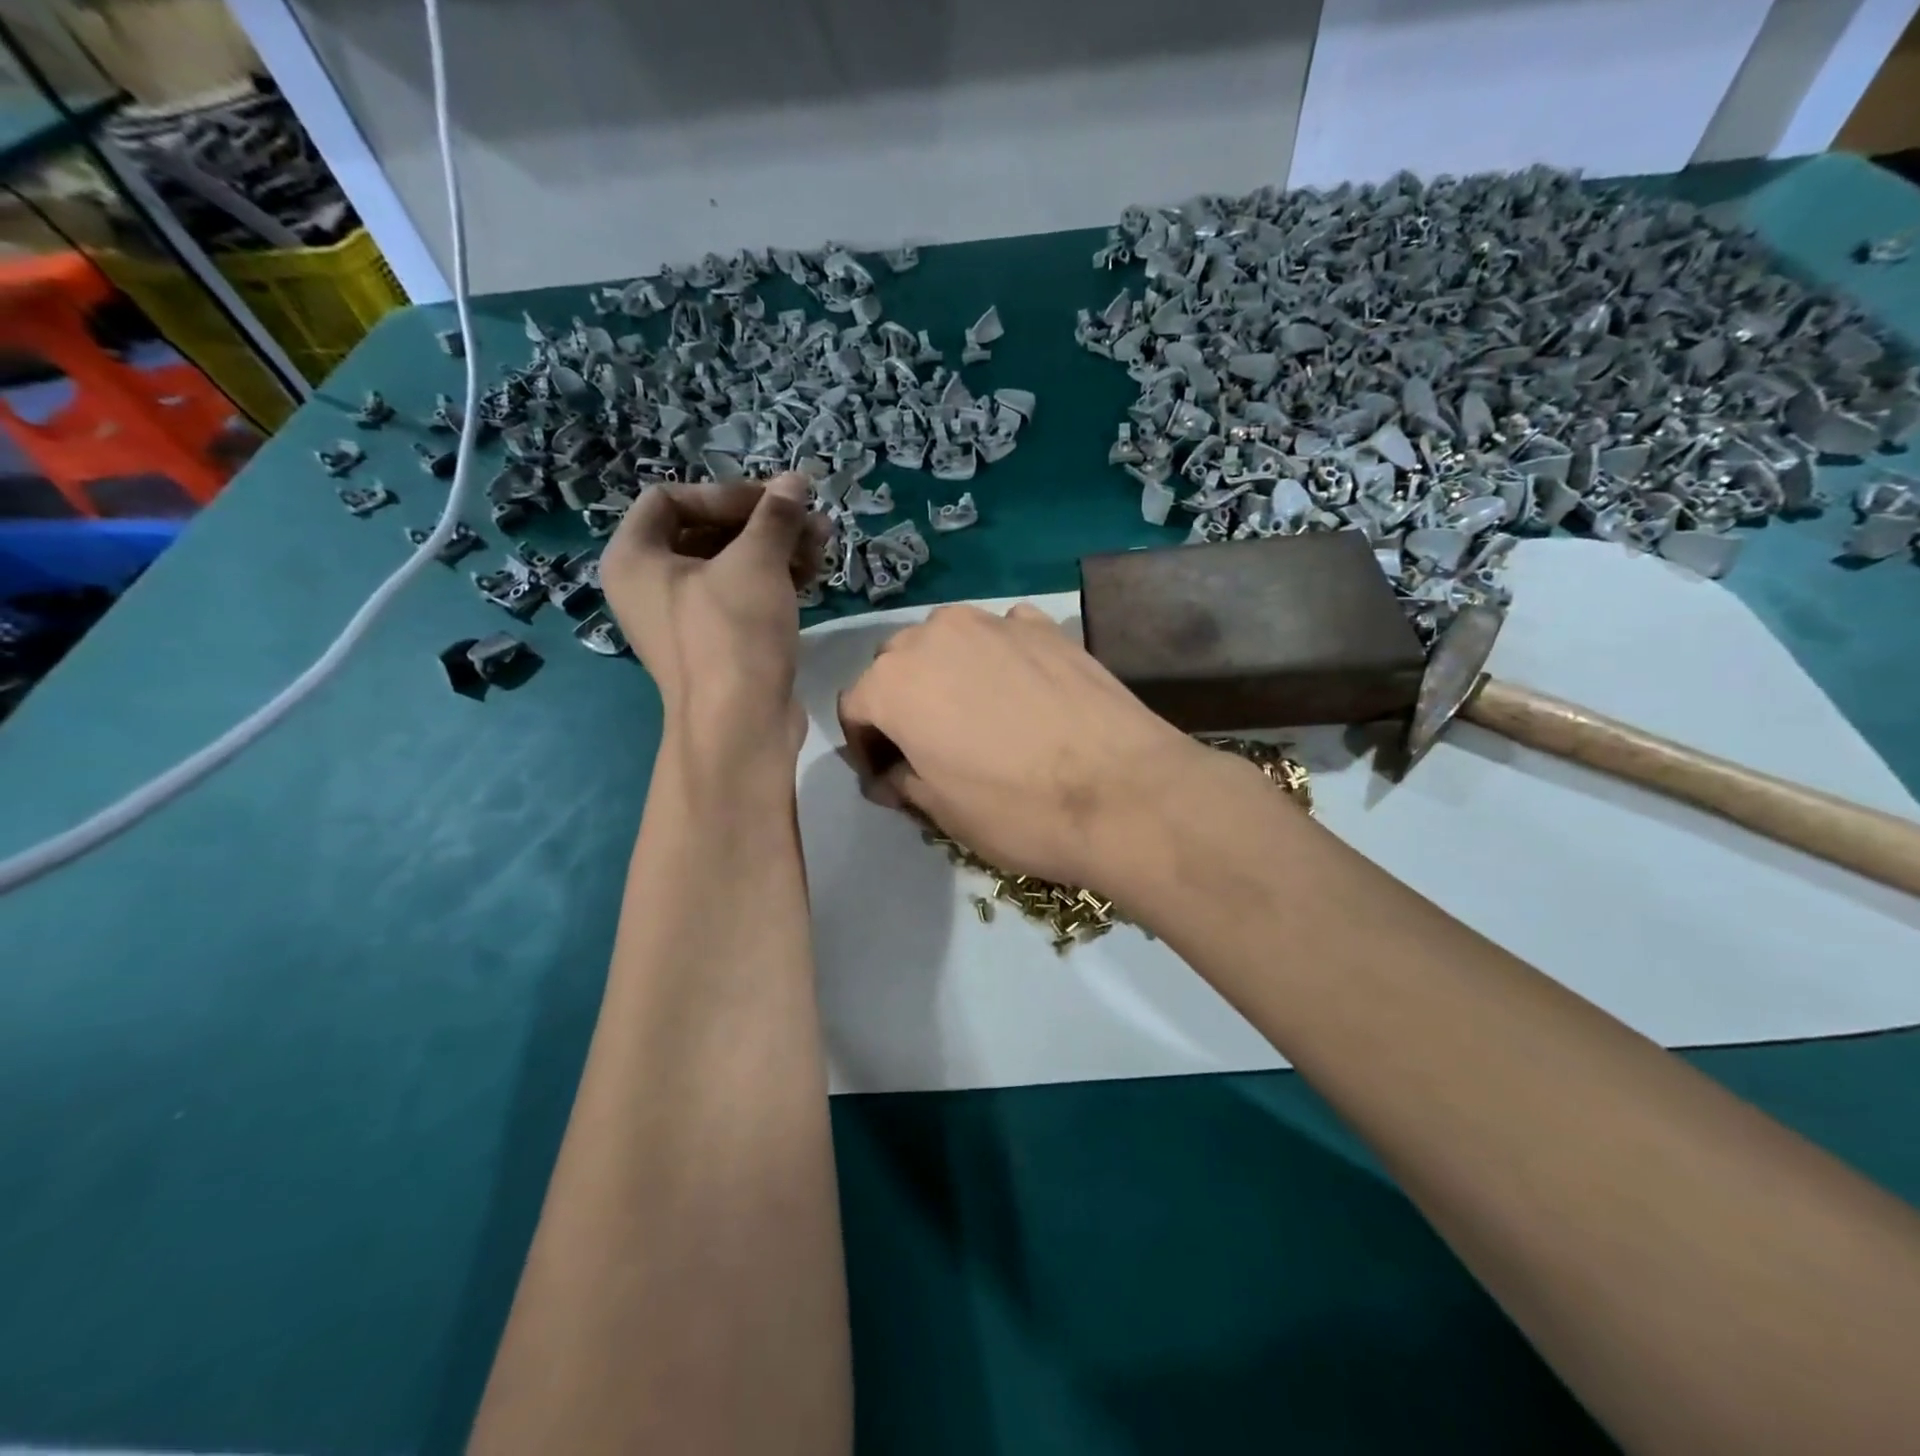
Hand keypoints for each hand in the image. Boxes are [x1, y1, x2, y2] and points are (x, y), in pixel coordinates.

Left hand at [601, 473, 825, 755]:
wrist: (740, 725)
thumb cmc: (733, 632)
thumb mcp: (756, 562)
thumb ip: (775, 515)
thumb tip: (796, 480)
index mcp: (634, 558)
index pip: (670, 498)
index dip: (724, 492)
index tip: (772, 503)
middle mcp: (649, 586)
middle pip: (705, 531)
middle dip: (761, 522)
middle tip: (809, 519)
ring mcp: (683, 619)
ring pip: (730, 565)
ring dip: (775, 549)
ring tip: (822, 543)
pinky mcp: (716, 644)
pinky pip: (740, 597)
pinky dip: (773, 581)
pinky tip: (812, 574)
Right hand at [837, 603, 1210, 890]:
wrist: (1123, 792)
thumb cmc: (1017, 809)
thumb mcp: (941, 810)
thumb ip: (903, 780)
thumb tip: (893, 773)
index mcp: (893, 683)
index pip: (854, 707)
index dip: (865, 746)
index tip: (887, 777)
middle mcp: (935, 636)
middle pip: (897, 665)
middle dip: (902, 703)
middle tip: (927, 746)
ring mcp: (994, 622)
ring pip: (948, 642)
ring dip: (947, 674)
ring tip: (975, 715)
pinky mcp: (1046, 626)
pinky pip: (1002, 635)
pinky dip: (999, 658)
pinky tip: (1022, 691)